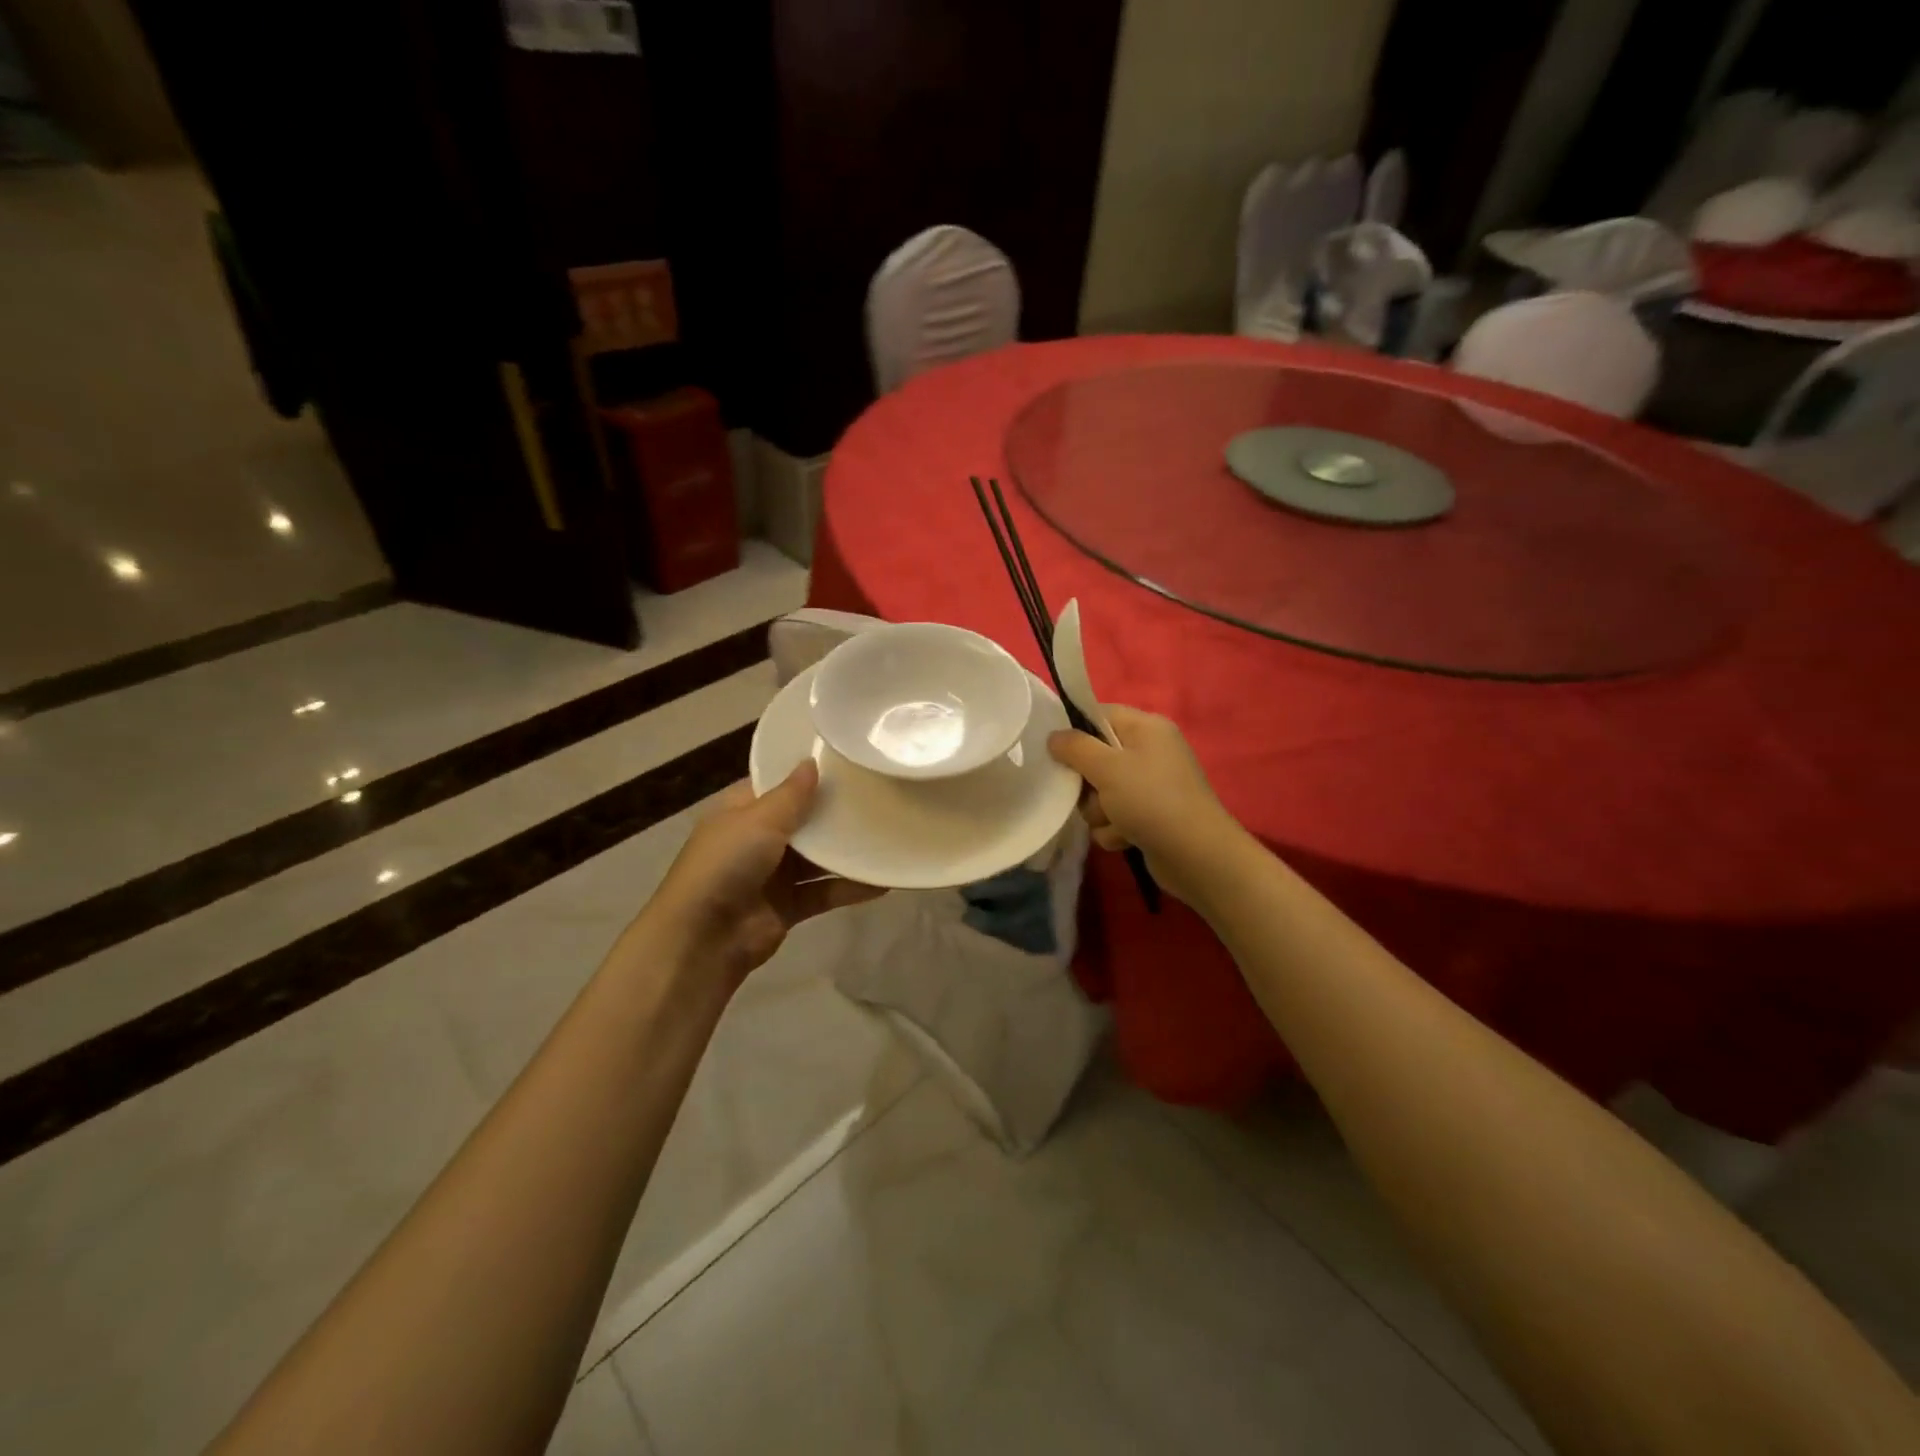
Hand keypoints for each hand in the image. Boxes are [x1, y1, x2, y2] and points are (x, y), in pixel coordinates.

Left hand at [643, 761, 884, 982]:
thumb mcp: (758, 820)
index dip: (806, 773)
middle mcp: (757, 839)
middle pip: (803, 819)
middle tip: (879, 792)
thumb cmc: (726, 865)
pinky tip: (883, 881)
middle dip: (835, 811)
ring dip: (847, 850)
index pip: (777, 784)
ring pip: (817, 857)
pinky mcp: (789, 905)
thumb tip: (812, 761)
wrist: (704, 939)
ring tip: (889, 833)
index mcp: (741, 810)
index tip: (846, 759)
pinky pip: (824, 891)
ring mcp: (773, 874)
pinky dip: (850, 887)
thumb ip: (791, 794)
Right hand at [1047, 705, 1245, 904]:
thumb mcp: (1107, 767)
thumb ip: (1075, 747)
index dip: (1076, 732)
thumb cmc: (1152, 800)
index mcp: (1146, 728)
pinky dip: (1115, 829)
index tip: (1057, 752)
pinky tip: (1125, 838)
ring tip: (1114, 821)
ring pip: (1101, 792)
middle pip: (1096, 757)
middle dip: (1088, 783)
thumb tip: (1054, 736)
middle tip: (1091, 793)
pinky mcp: (1150, 816)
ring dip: (1099, 811)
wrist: (1197, 856)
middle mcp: (1150, 752)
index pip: (1099, 715)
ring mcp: (1151, 786)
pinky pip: (1115, 817)